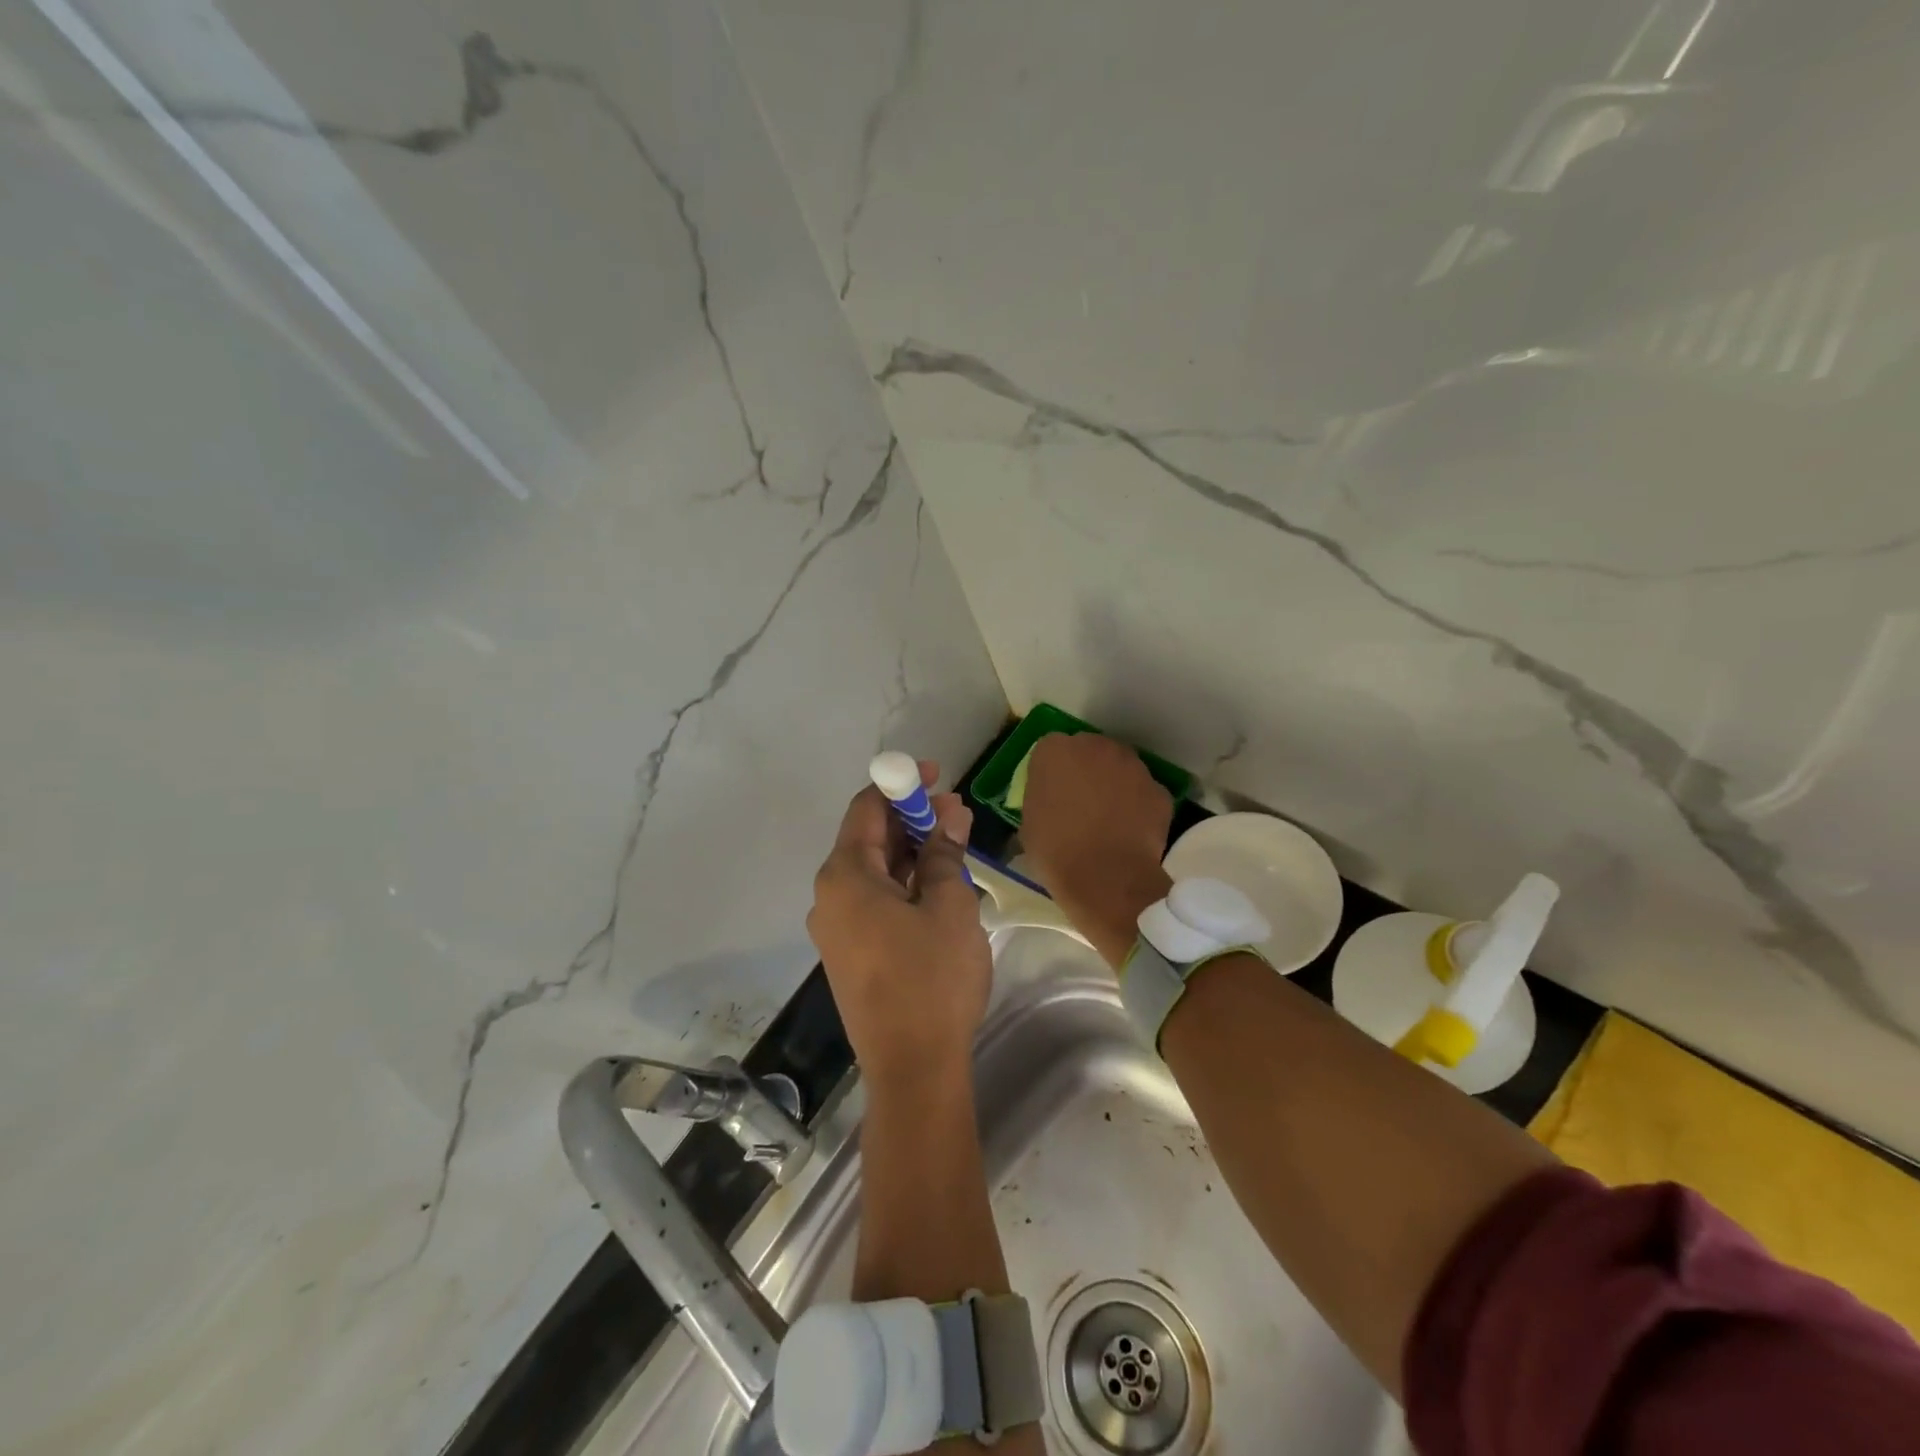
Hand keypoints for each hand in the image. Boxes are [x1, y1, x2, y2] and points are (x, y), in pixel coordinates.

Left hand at [807, 762, 990, 1090]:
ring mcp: (836, 927)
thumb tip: (948, 816)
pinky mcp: (851, 953)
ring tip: (955, 842)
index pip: (866, 808)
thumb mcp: (948, 905)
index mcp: (844, 876)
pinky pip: (874, 900)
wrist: (913, 1068)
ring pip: (875, 871)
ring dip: (912, 851)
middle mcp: (829, 896)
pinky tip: (937, 882)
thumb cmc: (932, 978)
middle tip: (957, 813)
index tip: (938, 776)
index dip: (901, 785)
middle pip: (868, 838)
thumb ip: (943, 853)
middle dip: (912, 819)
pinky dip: (904, 883)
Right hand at [1019, 734, 1173, 968]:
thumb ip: (1041, 798)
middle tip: (1081, 802)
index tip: (1051, 792)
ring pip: (1121, 768)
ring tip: (1109, 818)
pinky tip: (1131, 832)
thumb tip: (1052, 801)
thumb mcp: (1029, 823)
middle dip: (1086, 770)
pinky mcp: (1158, 789)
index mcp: (1055, 751)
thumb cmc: (1056, 852)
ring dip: (1115, 784)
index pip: (1050, 749)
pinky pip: (1144, 793)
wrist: (1106, 879)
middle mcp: (1096, 746)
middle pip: (1090, 750)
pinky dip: (1139, 806)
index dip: (1052, 771)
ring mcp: (1132, 765)